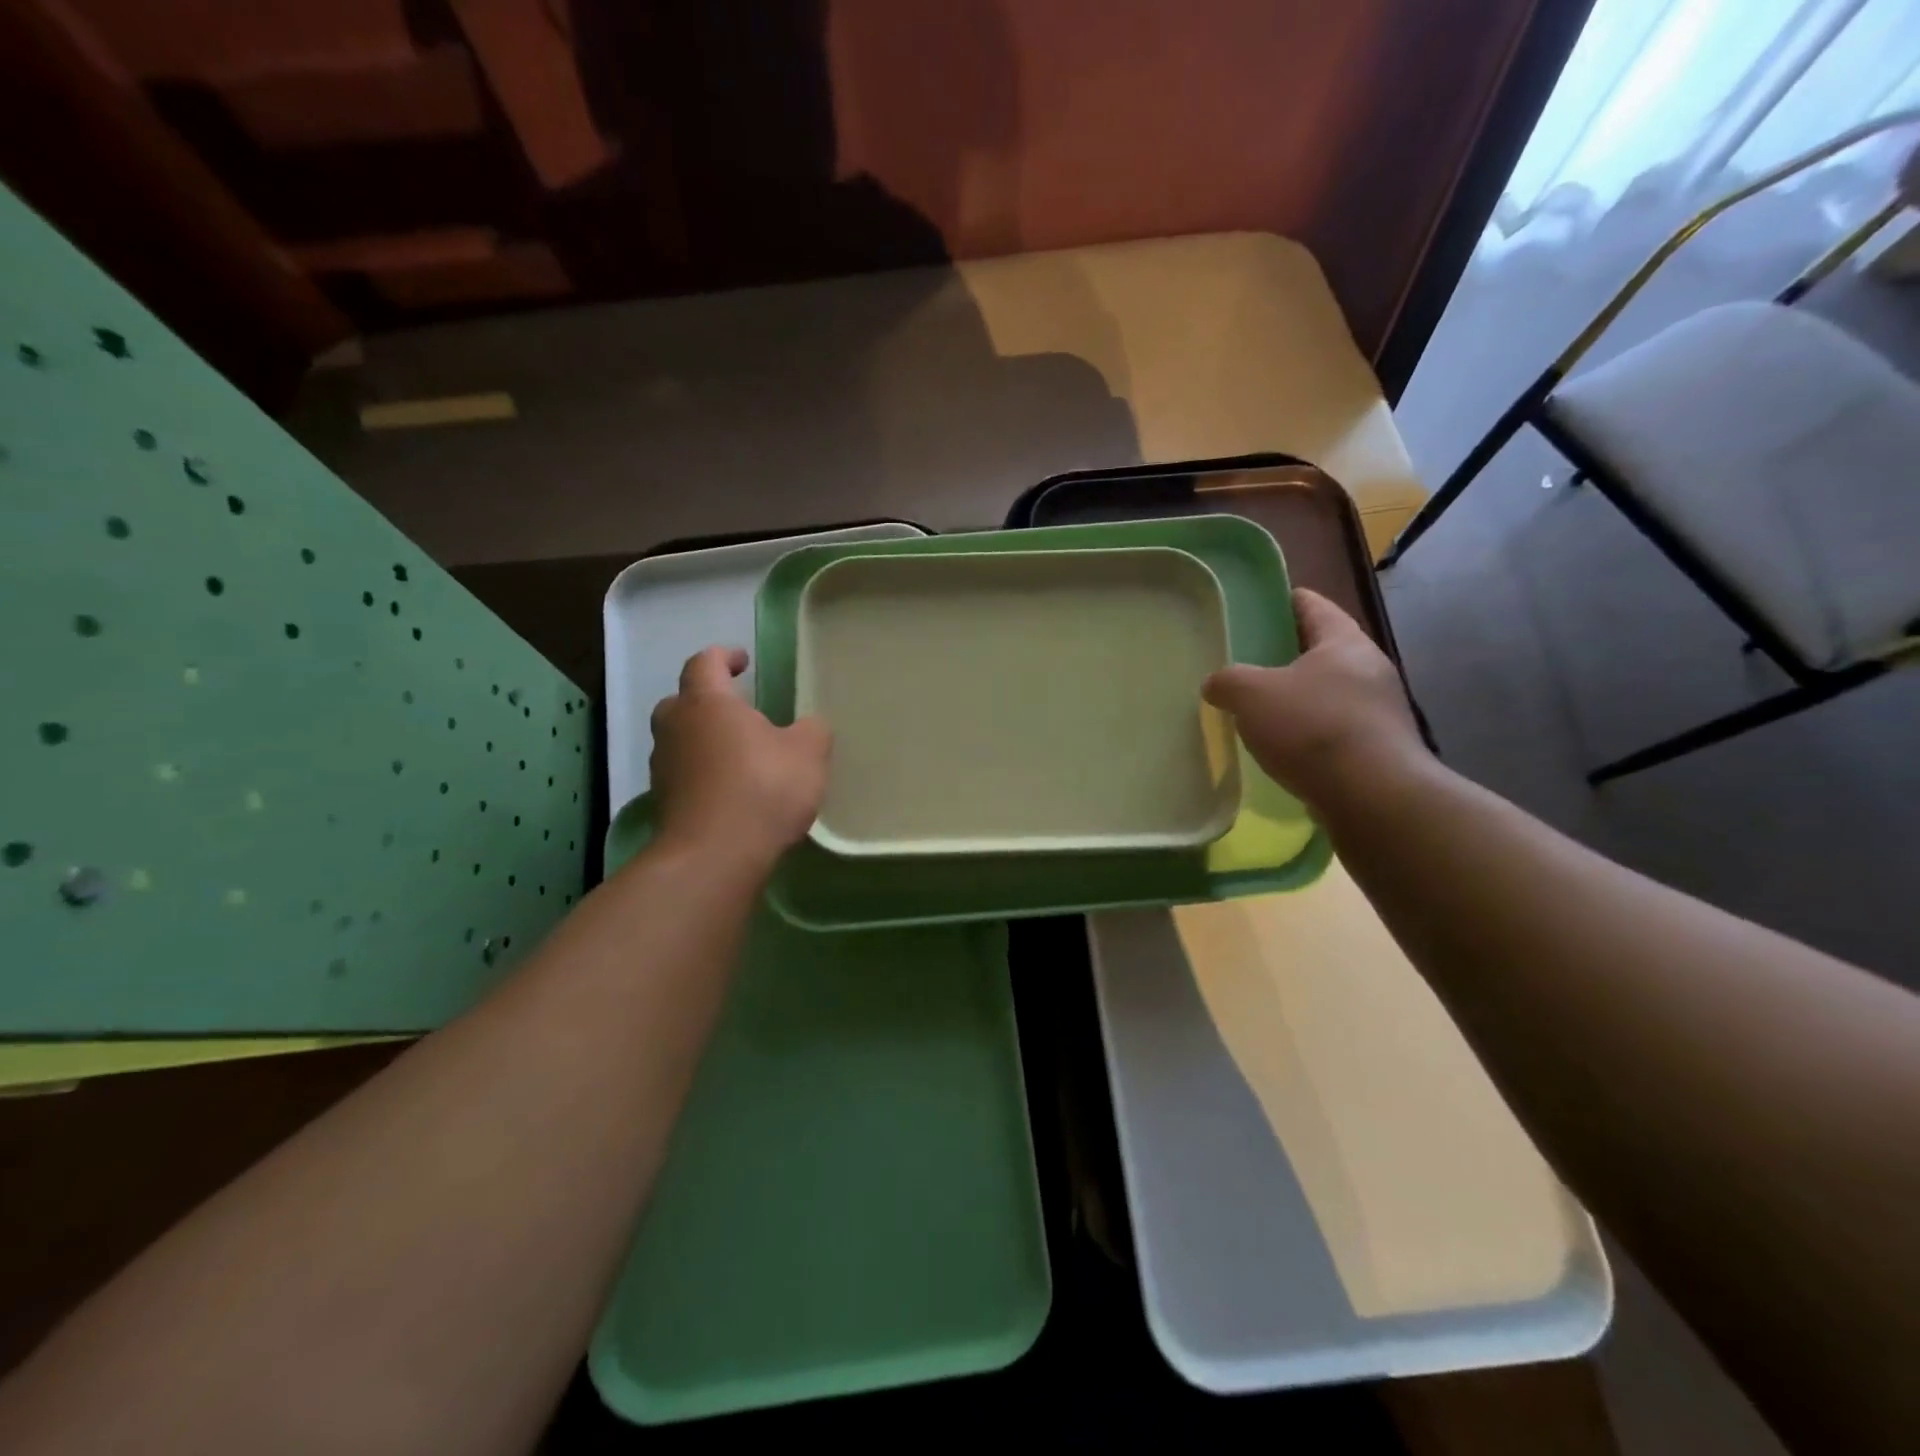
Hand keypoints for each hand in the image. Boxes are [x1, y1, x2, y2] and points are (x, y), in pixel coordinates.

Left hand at [649, 647, 831, 867]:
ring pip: (680, 740)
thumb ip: (812, 730)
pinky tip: (729, 790)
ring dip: (704, 739)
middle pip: (682, 701)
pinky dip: (702, 773)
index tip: (743, 660)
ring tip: (737, 753)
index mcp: (706, 702)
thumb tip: (809, 726)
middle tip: (737, 710)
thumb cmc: (762, 788)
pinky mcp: (664, 803)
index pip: (705, 663)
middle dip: (707, 700)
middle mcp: (676, 727)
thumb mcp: (808, 753)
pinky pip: (684, 775)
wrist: (715, 855)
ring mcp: (664, 767)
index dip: (724, 657)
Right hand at [1203, 589, 1428, 811]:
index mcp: (1343, 642)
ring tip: (1261, 711)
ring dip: (1299, 698)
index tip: (1262, 604)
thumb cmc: (1312, 727)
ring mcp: (1379, 710)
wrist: (1372, 795)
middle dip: (1287, 655)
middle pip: (1322, 651)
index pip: (1313, 605)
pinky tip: (1285, 748)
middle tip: (1249, 663)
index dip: (1285, 601)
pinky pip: (1335, 728)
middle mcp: (1369, 668)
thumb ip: (1227, 681)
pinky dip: (1309, 732)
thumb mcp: (1251, 694)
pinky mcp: (1379, 748)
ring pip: (1329, 692)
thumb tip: (1216, 685)